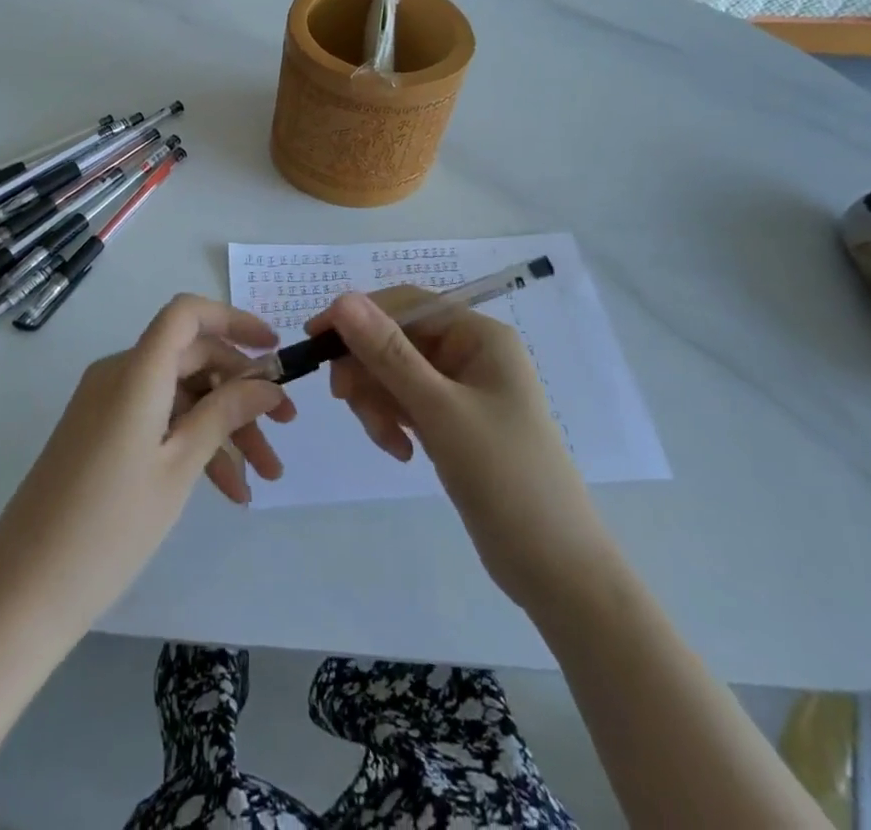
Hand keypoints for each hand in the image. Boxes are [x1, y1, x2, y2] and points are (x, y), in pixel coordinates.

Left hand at [0, 294, 293, 636]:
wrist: (22, 592)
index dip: (233, 320)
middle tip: (284, 431)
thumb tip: (266, 383)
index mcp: (135, 371)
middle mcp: (118, 374)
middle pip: (191, 359)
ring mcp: (106, 404)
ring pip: (179, 395)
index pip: (186, 314)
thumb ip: (224, 414)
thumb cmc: (108, 528)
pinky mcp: (100, 433)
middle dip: (242, 391)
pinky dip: (191, 443)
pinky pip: (157, 419)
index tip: (274, 351)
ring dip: (223, 426)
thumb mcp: (179, 468)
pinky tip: (226, 489)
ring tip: (263, 478)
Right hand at [316, 288, 611, 606]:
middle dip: (369, 371)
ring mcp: (463, 389)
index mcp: (478, 335)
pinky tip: (400, 453)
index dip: (357, 316)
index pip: (405, 304)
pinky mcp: (454, 422)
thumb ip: (388, 354)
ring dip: (379, 402)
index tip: (314, 341)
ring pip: (395, 374)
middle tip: (345, 402)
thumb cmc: (505, 477)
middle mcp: (471, 353)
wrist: (556, 569)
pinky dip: (393, 421)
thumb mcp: (439, 411)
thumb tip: (342, 300)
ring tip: (388, 442)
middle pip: (396, 340)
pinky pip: (407, 404)